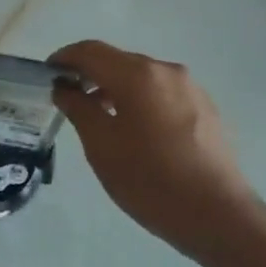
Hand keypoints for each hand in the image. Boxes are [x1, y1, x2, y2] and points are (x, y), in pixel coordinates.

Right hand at [49, 40, 265, 260]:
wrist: (218, 215)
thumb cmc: (150, 180)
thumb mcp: (101, 145)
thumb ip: (78, 108)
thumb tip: (65, 87)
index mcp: (138, 75)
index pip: (91, 51)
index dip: (65, 58)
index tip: (47, 74)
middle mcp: (166, 71)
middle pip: (118, 61)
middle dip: (90, 74)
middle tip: (68, 98)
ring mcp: (191, 88)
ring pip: (142, 78)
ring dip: (115, 88)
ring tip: (99, 116)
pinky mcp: (205, 108)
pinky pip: (162, 93)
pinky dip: (140, 100)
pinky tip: (135, 130)